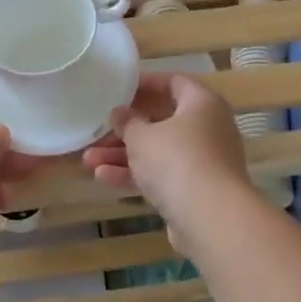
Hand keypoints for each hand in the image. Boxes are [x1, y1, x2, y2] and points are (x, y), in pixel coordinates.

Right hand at [81, 73, 250, 232]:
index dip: (146, 84)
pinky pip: (163, 175)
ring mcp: (204, 161)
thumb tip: (119, 113)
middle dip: (126, 129)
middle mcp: (209, 128)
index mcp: (202, 103)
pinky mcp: (197, 190)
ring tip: (89, 160)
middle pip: (162, 121)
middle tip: (99, 131)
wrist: (211, 218)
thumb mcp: (142, 137)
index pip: (174, 82)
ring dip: (124, 155)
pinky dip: (137, 175)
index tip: (119, 89)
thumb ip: (127, 122)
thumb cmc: (176, 160)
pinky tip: (104, 178)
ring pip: (159, 151)